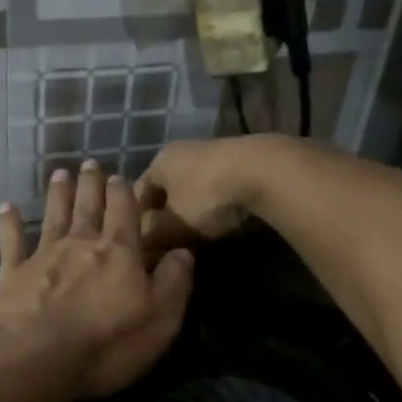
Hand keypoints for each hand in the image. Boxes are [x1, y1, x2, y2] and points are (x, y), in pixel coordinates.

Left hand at [0, 160, 194, 398]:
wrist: (35, 357)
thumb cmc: (106, 344)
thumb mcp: (160, 320)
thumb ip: (174, 284)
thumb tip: (184, 253)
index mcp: (119, 253)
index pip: (125, 213)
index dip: (124, 193)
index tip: (120, 176)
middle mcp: (81, 244)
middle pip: (88, 207)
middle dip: (91, 184)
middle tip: (90, 163)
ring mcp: (43, 256)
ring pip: (53, 215)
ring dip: (57, 194)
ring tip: (59, 173)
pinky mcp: (13, 273)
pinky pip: (11, 241)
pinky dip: (9, 222)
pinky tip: (6, 206)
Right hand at [137, 137, 272, 259]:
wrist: (265, 172)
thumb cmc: (207, 197)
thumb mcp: (173, 225)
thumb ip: (152, 237)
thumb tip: (141, 249)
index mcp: (159, 161)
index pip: (137, 195)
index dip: (137, 222)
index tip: (143, 247)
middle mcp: (182, 152)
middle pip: (166, 191)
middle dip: (165, 219)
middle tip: (168, 246)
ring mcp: (214, 154)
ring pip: (192, 191)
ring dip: (191, 214)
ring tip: (195, 239)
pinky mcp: (241, 162)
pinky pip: (217, 190)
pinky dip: (215, 208)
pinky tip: (221, 224)